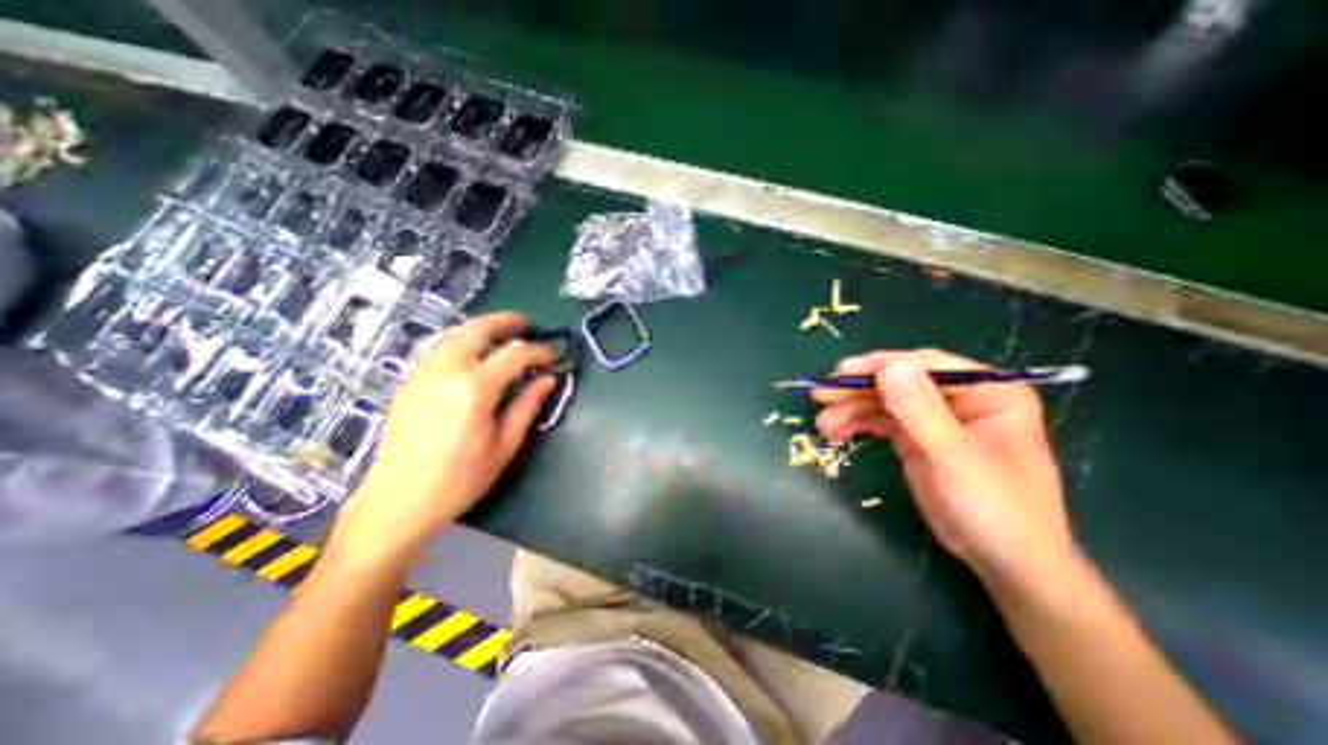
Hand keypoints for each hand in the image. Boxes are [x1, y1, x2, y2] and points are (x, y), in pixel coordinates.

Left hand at [338, 311, 559, 564]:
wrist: (395, 502)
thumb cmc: (459, 479)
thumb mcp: (504, 445)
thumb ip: (527, 405)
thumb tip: (548, 378)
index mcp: (474, 388)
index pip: (514, 353)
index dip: (538, 350)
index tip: (552, 355)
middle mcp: (446, 371)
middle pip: (477, 329)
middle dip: (505, 321)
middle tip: (526, 324)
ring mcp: (422, 374)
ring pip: (454, 335)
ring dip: (481, 329)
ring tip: (502, 335)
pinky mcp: (409, 383)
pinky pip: (439, 349)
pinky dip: (462, 342)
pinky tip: (472, 357)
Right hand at [811, 351, 1077, 584]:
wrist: (1004, 562)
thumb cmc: (996, 508)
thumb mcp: (955, 457)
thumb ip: (921, 410)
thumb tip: (889, 366)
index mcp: (986, 390)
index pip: (926, 365)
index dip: (880, 366)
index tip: (842, 372)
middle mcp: (960, 397)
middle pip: (899, 382)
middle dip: (858, 389)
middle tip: (821, 395)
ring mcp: (936, 418)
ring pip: (885, 401)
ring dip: (852, 409)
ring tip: (823, 423)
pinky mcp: (917, 438)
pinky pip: (882, 421)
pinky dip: (858, 423)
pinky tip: (836, 431)